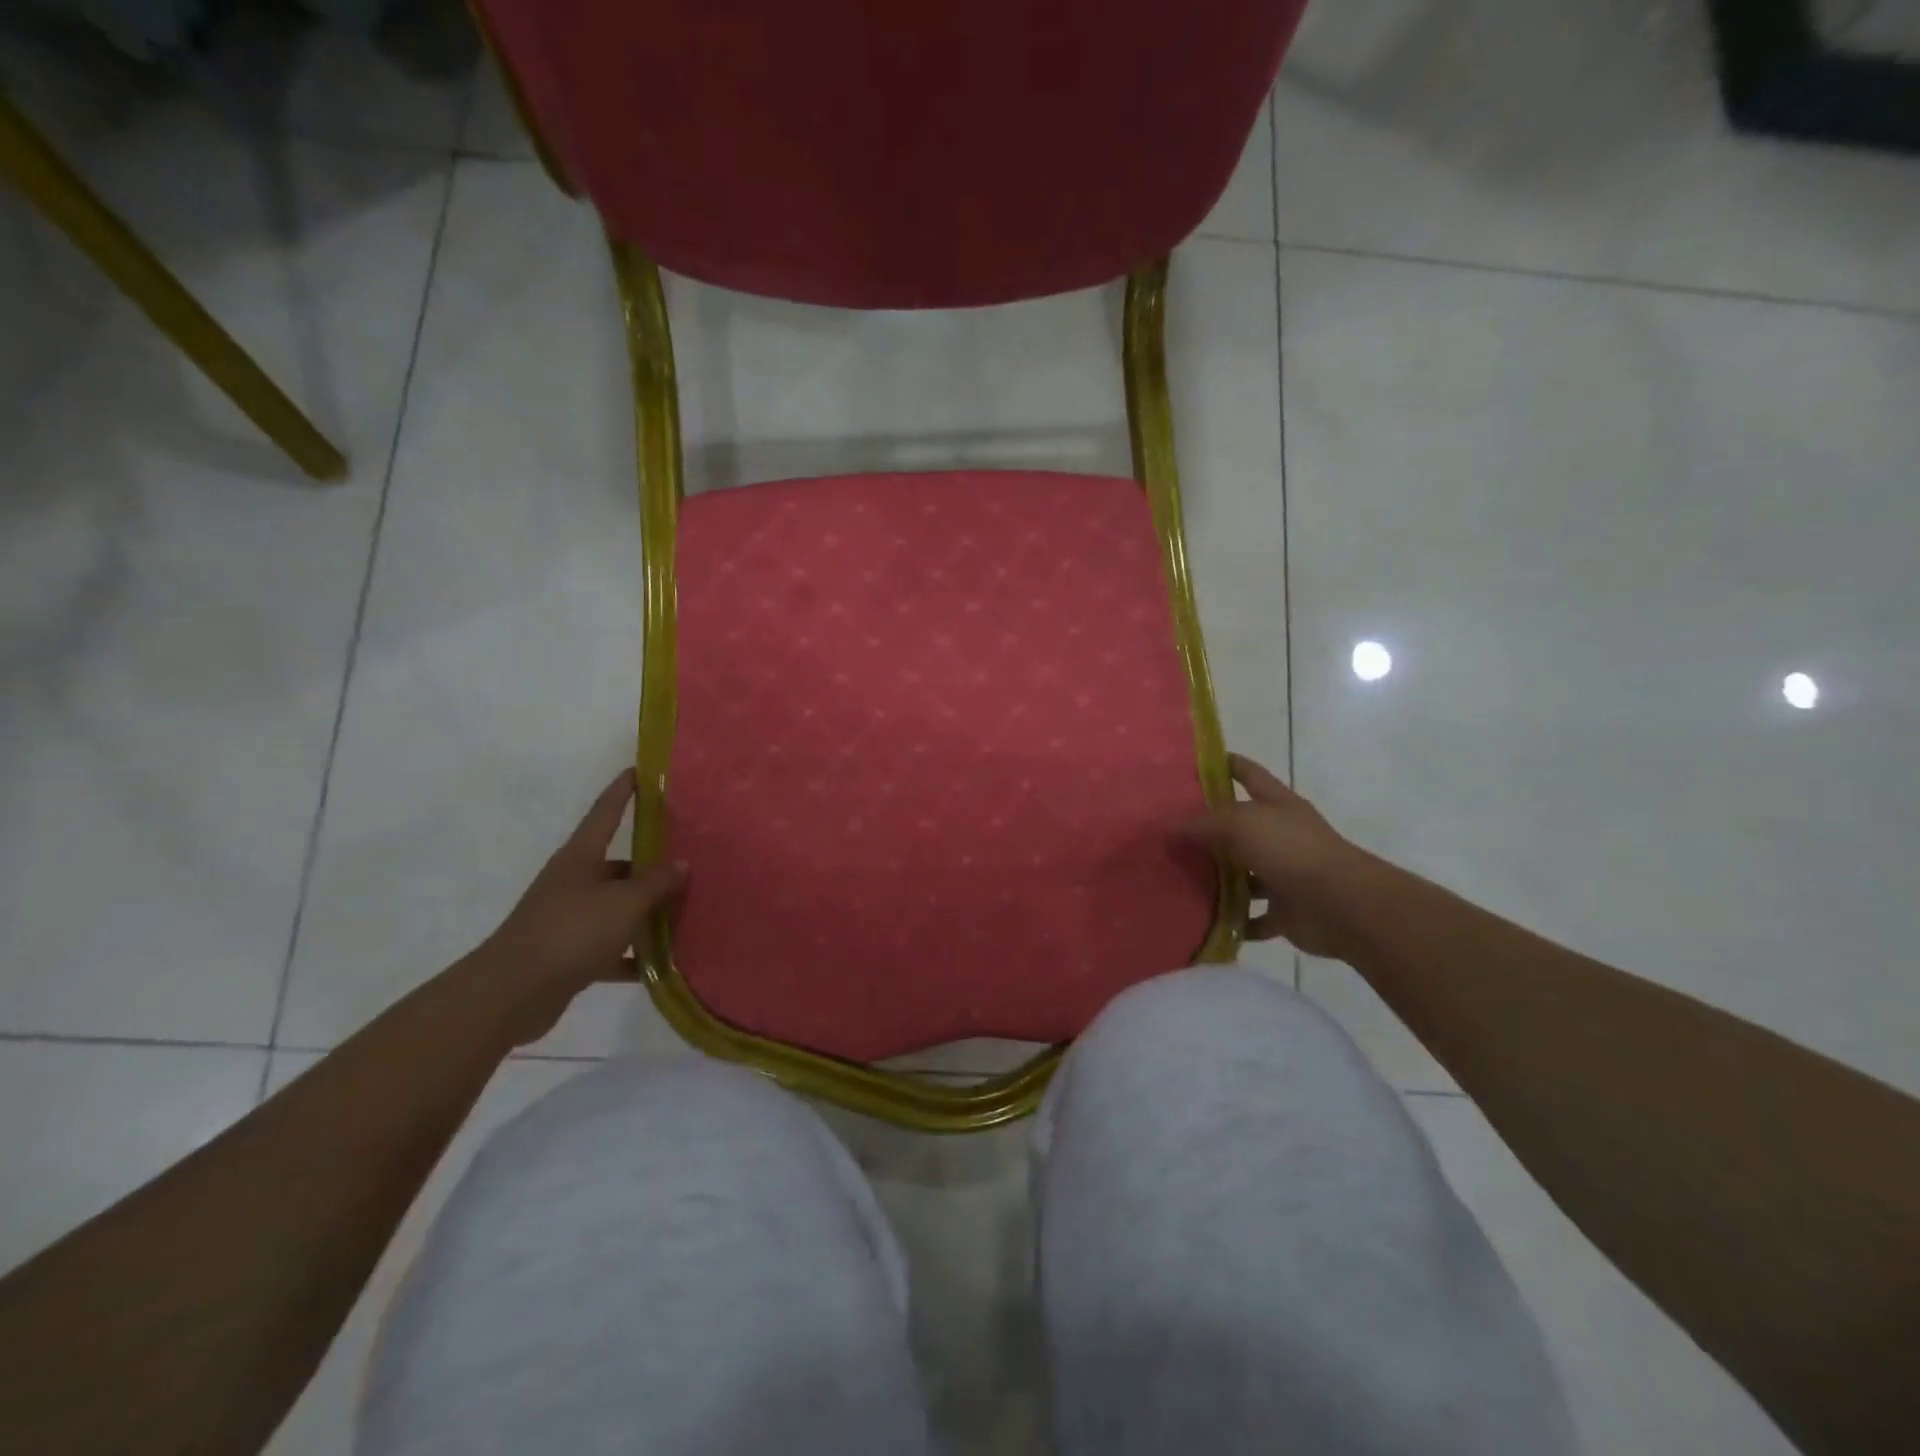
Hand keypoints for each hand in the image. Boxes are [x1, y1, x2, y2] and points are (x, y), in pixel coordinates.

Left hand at [471, 770, 686, 1042]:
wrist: (511, 993)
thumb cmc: (571, 931)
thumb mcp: (624, 903)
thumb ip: (656, 883)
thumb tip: (682, 864)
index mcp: (581, 858)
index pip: (606, 812)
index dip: (623, 790)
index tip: (641, 771)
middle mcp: (574, 881)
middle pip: (618, 865)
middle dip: (650, 865)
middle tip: (689, 861)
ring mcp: (569, 918)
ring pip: (617, 906)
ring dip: (645, 912)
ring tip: (684, 912)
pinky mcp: (568, 954)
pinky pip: (611, 947)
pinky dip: (632, 953)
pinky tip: (660, 963)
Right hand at [1185, 754, 1363, 959]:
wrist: (1342, 906)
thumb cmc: (1292, 850)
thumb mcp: (1240, 823)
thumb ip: (1201, 823)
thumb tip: (1167, 828)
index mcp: (1276, 804)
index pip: (1248, 773)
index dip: (1224, 764)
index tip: (1191, 764)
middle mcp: (1281, 835)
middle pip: (1239, 826)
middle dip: (1207, 829)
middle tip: (1166, 832)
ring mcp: (1284, 873)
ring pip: (1243, 874)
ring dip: (1217, 878)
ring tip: (1177, 878)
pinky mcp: (1285, 910)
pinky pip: (1252, 916)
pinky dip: (1233, 920)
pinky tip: (1204, 919)